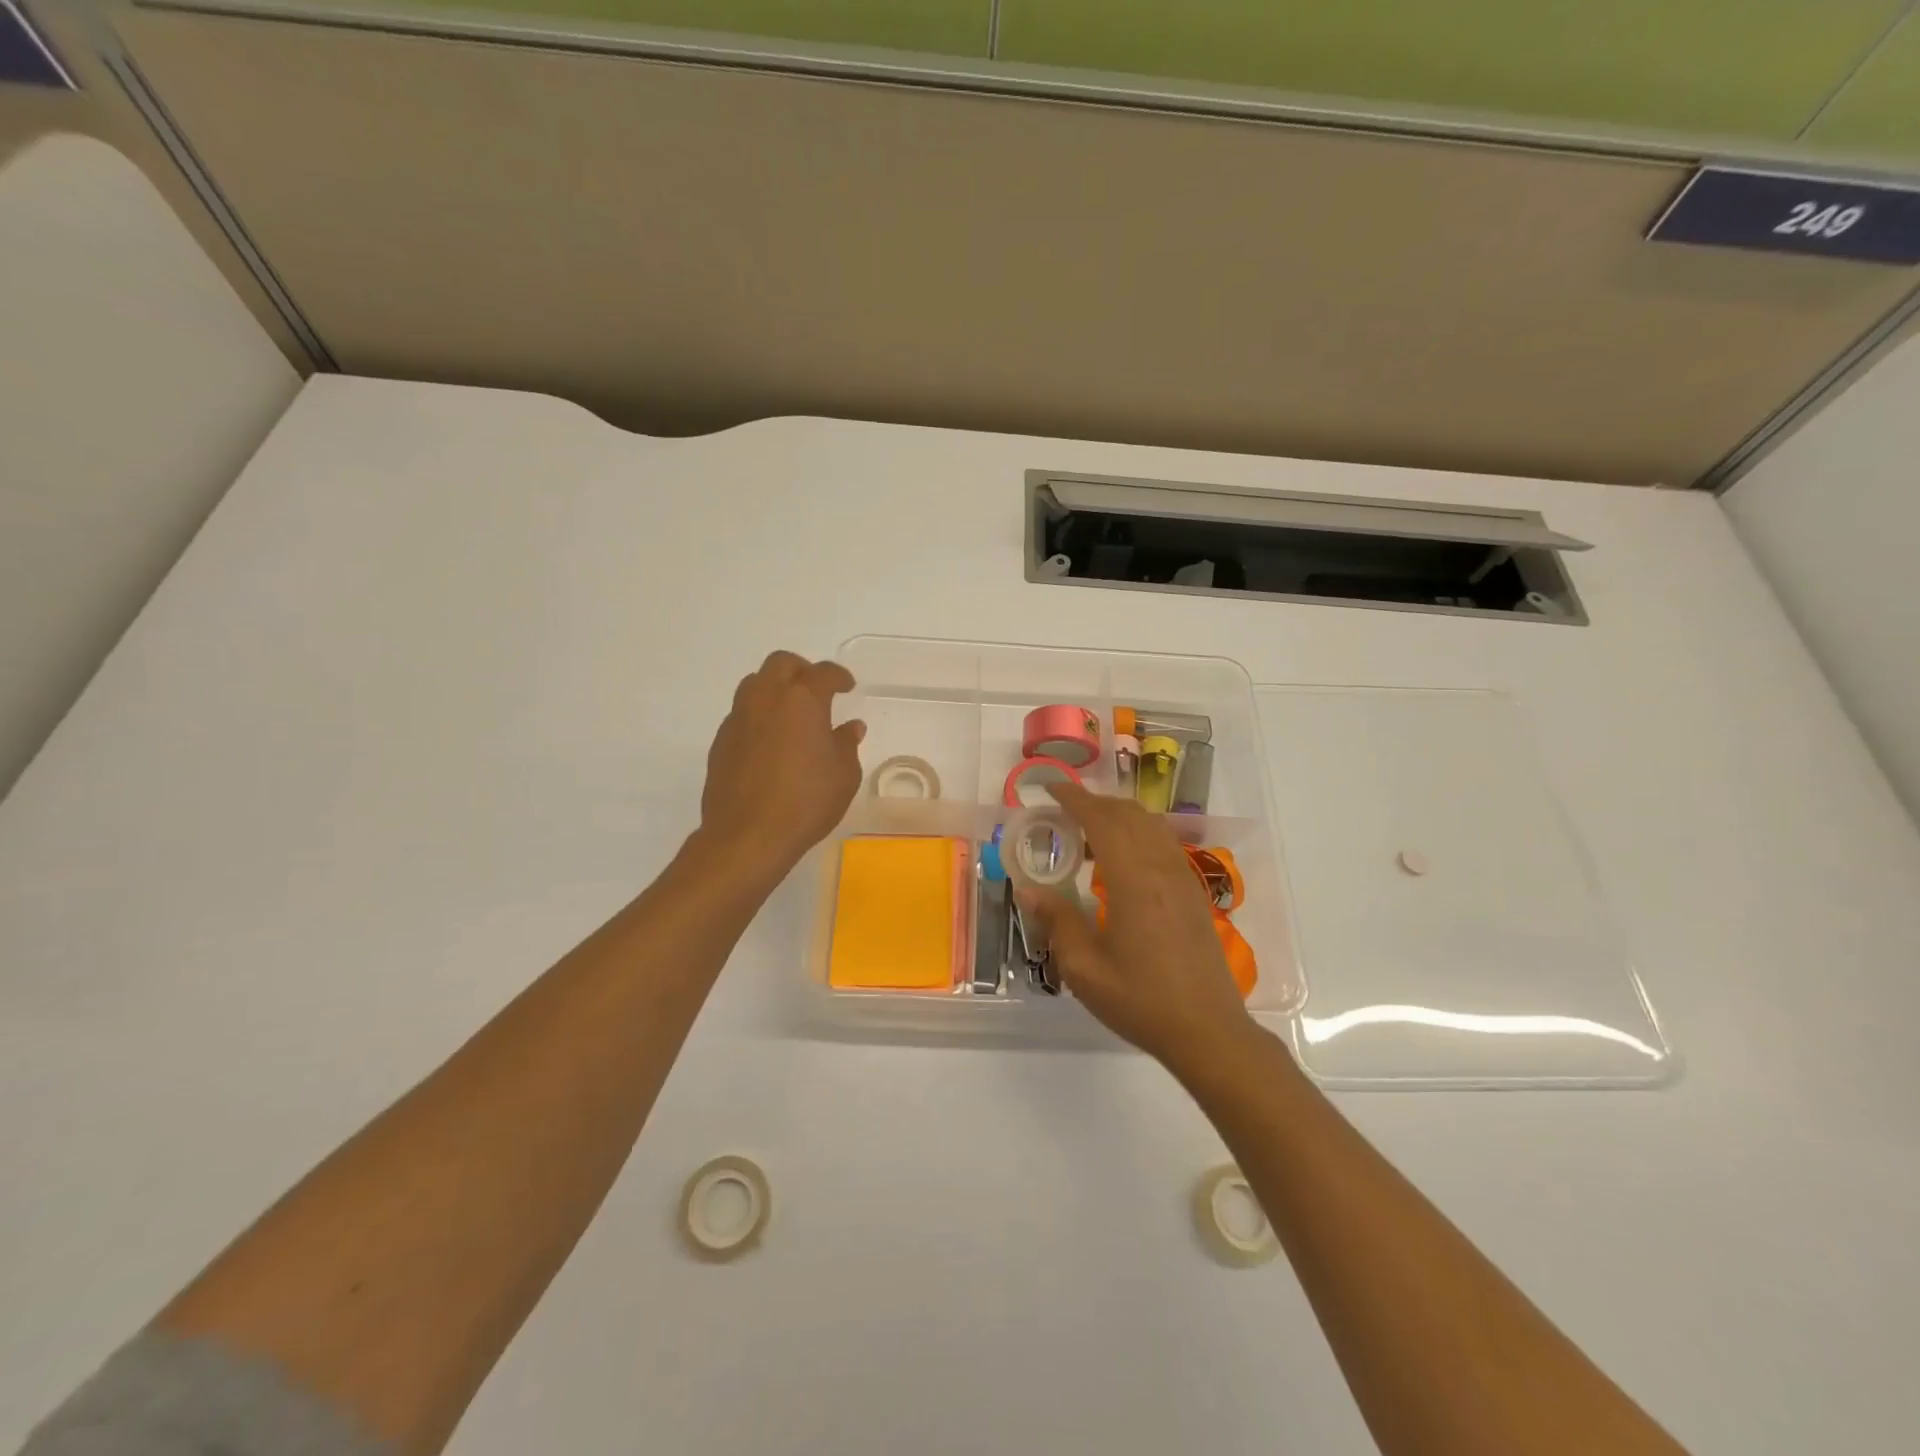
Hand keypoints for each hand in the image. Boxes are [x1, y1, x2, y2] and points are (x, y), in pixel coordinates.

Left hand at [698, 651, 865, 873]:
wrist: (747, 836)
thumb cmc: (806, 802)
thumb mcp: (844, 776)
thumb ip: (847, 744)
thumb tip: (850, 727)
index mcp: (802, 700)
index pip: (823, 673)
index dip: (839, 676)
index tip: (847, 687)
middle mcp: (766, 698)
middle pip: (781, 664)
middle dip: (802, 671)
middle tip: (817, 691)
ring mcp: (738, 718)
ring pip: (755, 683)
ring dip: (775, 689)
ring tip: (791, 714)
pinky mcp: (721, 741)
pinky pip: (742, 713)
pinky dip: (759, 716)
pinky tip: (770, 742)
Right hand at [1017, 782, 1255, 1068]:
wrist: (1208, 1030)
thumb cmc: (1141, 1001)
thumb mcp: (1085, 969)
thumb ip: (1057, 921)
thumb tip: (1029, 890)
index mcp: (1133, 880)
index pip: (1101, 819)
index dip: (1074, 798)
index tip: (1049, 788)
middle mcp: (1161, 868)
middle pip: (1128, 814)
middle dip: (1093, 802)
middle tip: (1061, 812)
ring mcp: (1183, 878)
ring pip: (1150, 825)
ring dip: (1117, 816)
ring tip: (1087, 834)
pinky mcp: (1193, 892)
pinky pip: (1163, 843)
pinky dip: (1137, 834)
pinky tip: (1120, 861)